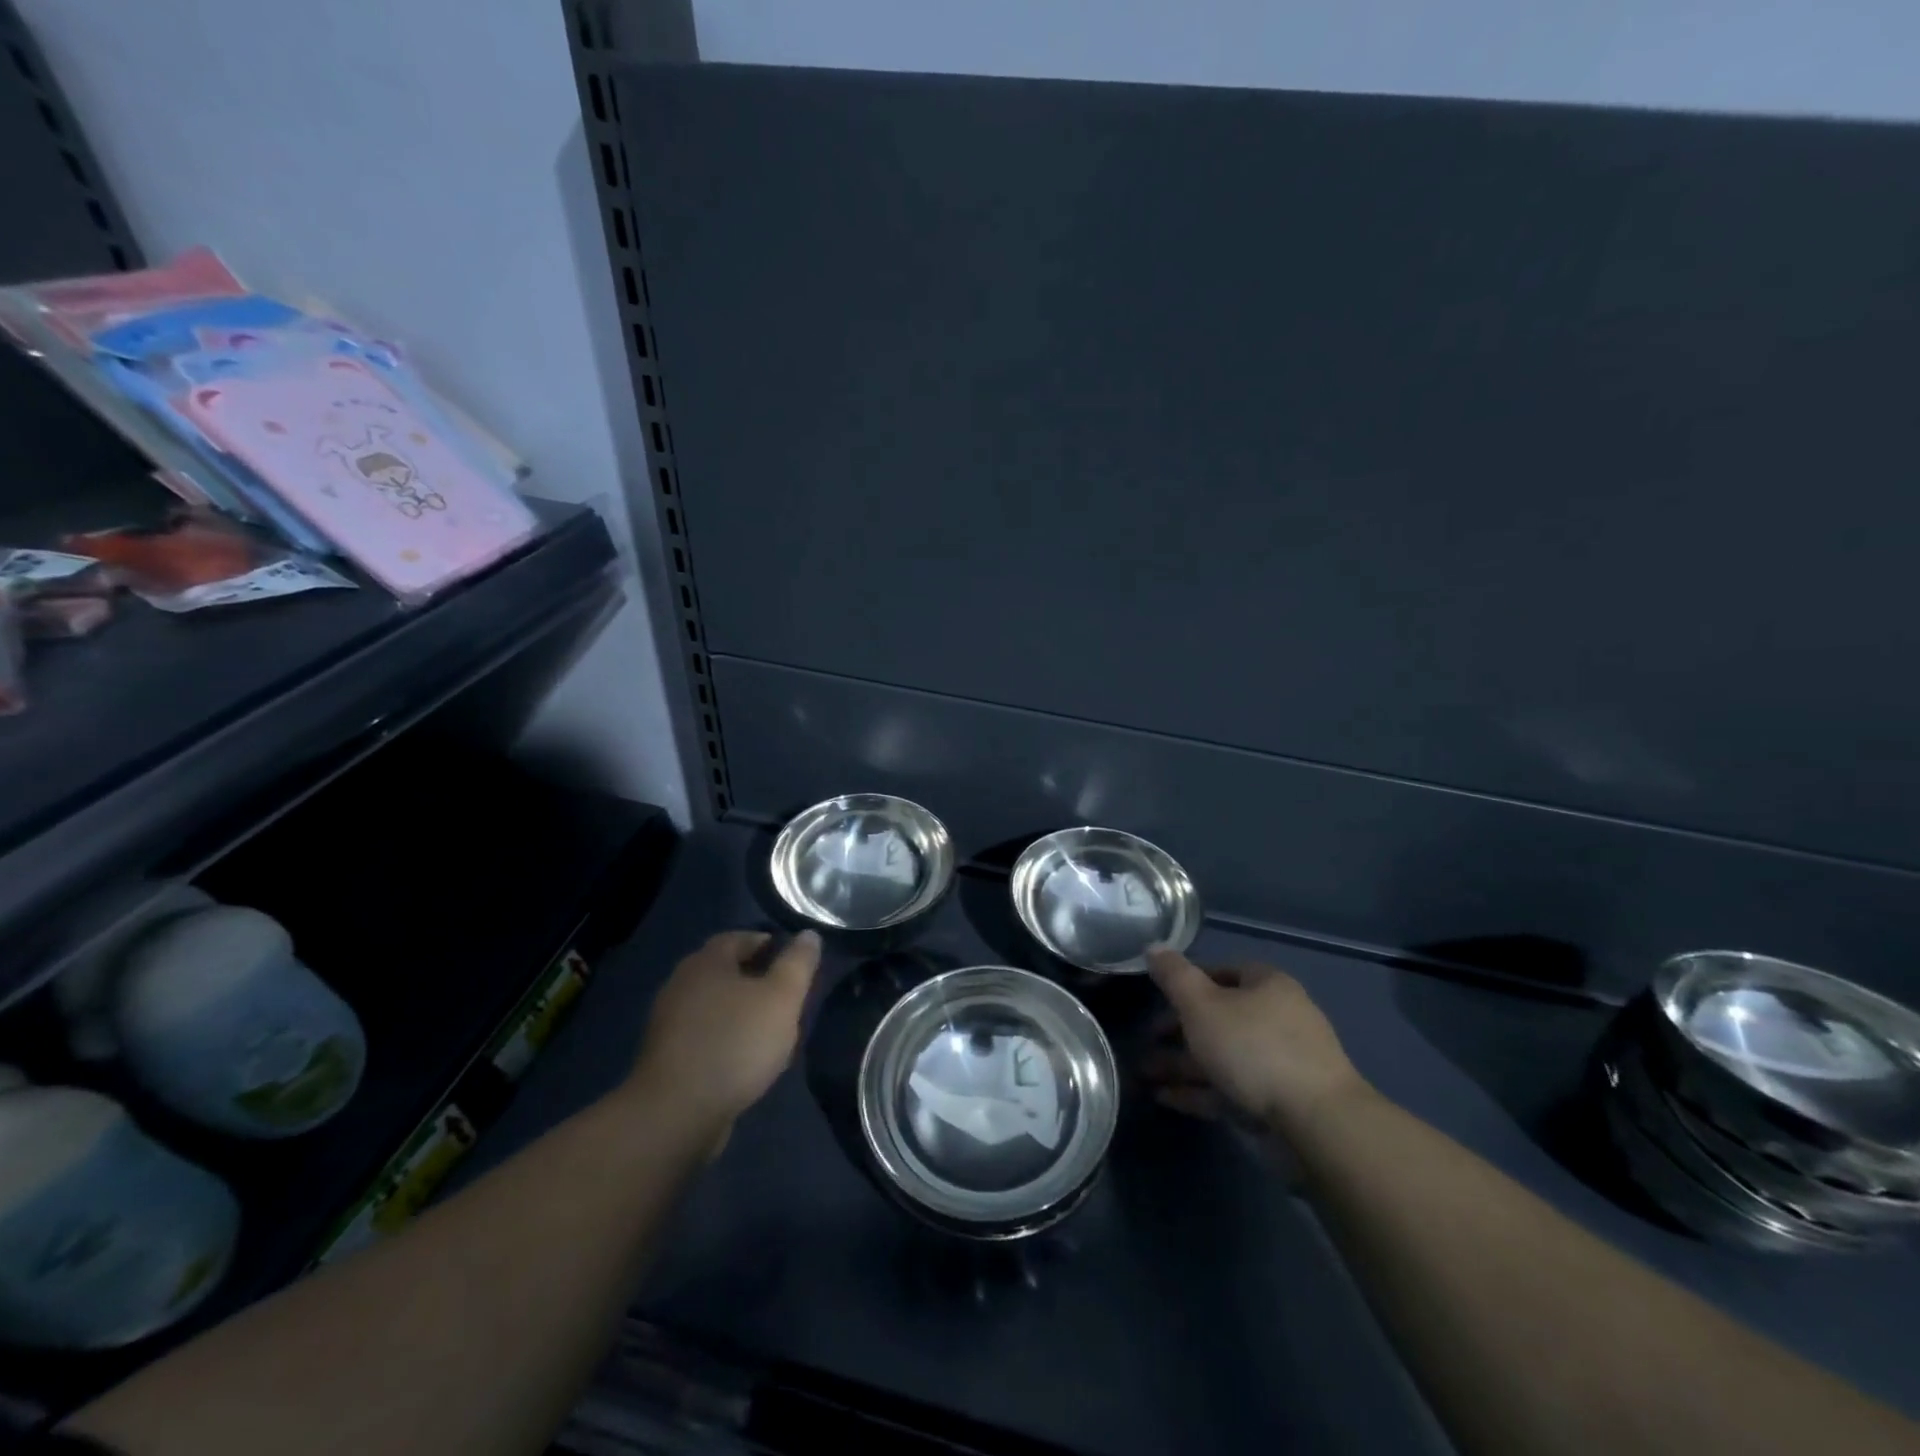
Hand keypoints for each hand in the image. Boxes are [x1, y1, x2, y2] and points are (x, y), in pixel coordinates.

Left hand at [629, 930, 820, 1134]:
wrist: (676, 1113)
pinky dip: (727, 1038)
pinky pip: (705, 1035)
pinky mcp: (667, 1057)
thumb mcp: (781, 998)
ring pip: (715, 1005)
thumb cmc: (735, 1043)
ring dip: (742, 1011)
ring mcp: (670, 1022)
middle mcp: (682, 984)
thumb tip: (809, 935)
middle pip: (726, 970)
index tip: (793, 960)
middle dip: (757, 978)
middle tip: (787, 994)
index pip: (739, 937)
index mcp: (706, 962)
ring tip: (772, 1030)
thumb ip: (798, 963)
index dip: (768, 943)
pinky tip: (746, 1059)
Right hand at [1143, 948, 1369, 1135]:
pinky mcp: (1279, 1102)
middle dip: (1178, 1030)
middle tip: (1145, 1040)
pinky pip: (1230, 1089)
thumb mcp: (1202, 1004)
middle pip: (1219, 1017)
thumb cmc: (1253, 1047)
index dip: (1188, 981)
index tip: (1157, 996)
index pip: (1222, 971)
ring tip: (1143, 1074)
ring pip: (1222, 1056)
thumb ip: (1174, 976)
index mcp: (1267, 985)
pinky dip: (1198, 1091)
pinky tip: (1164, 1098)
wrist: (1316, 1124)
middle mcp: (1278, 1018)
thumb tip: (1153, 947)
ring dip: (1182, 1064)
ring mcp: (1281, 1063)